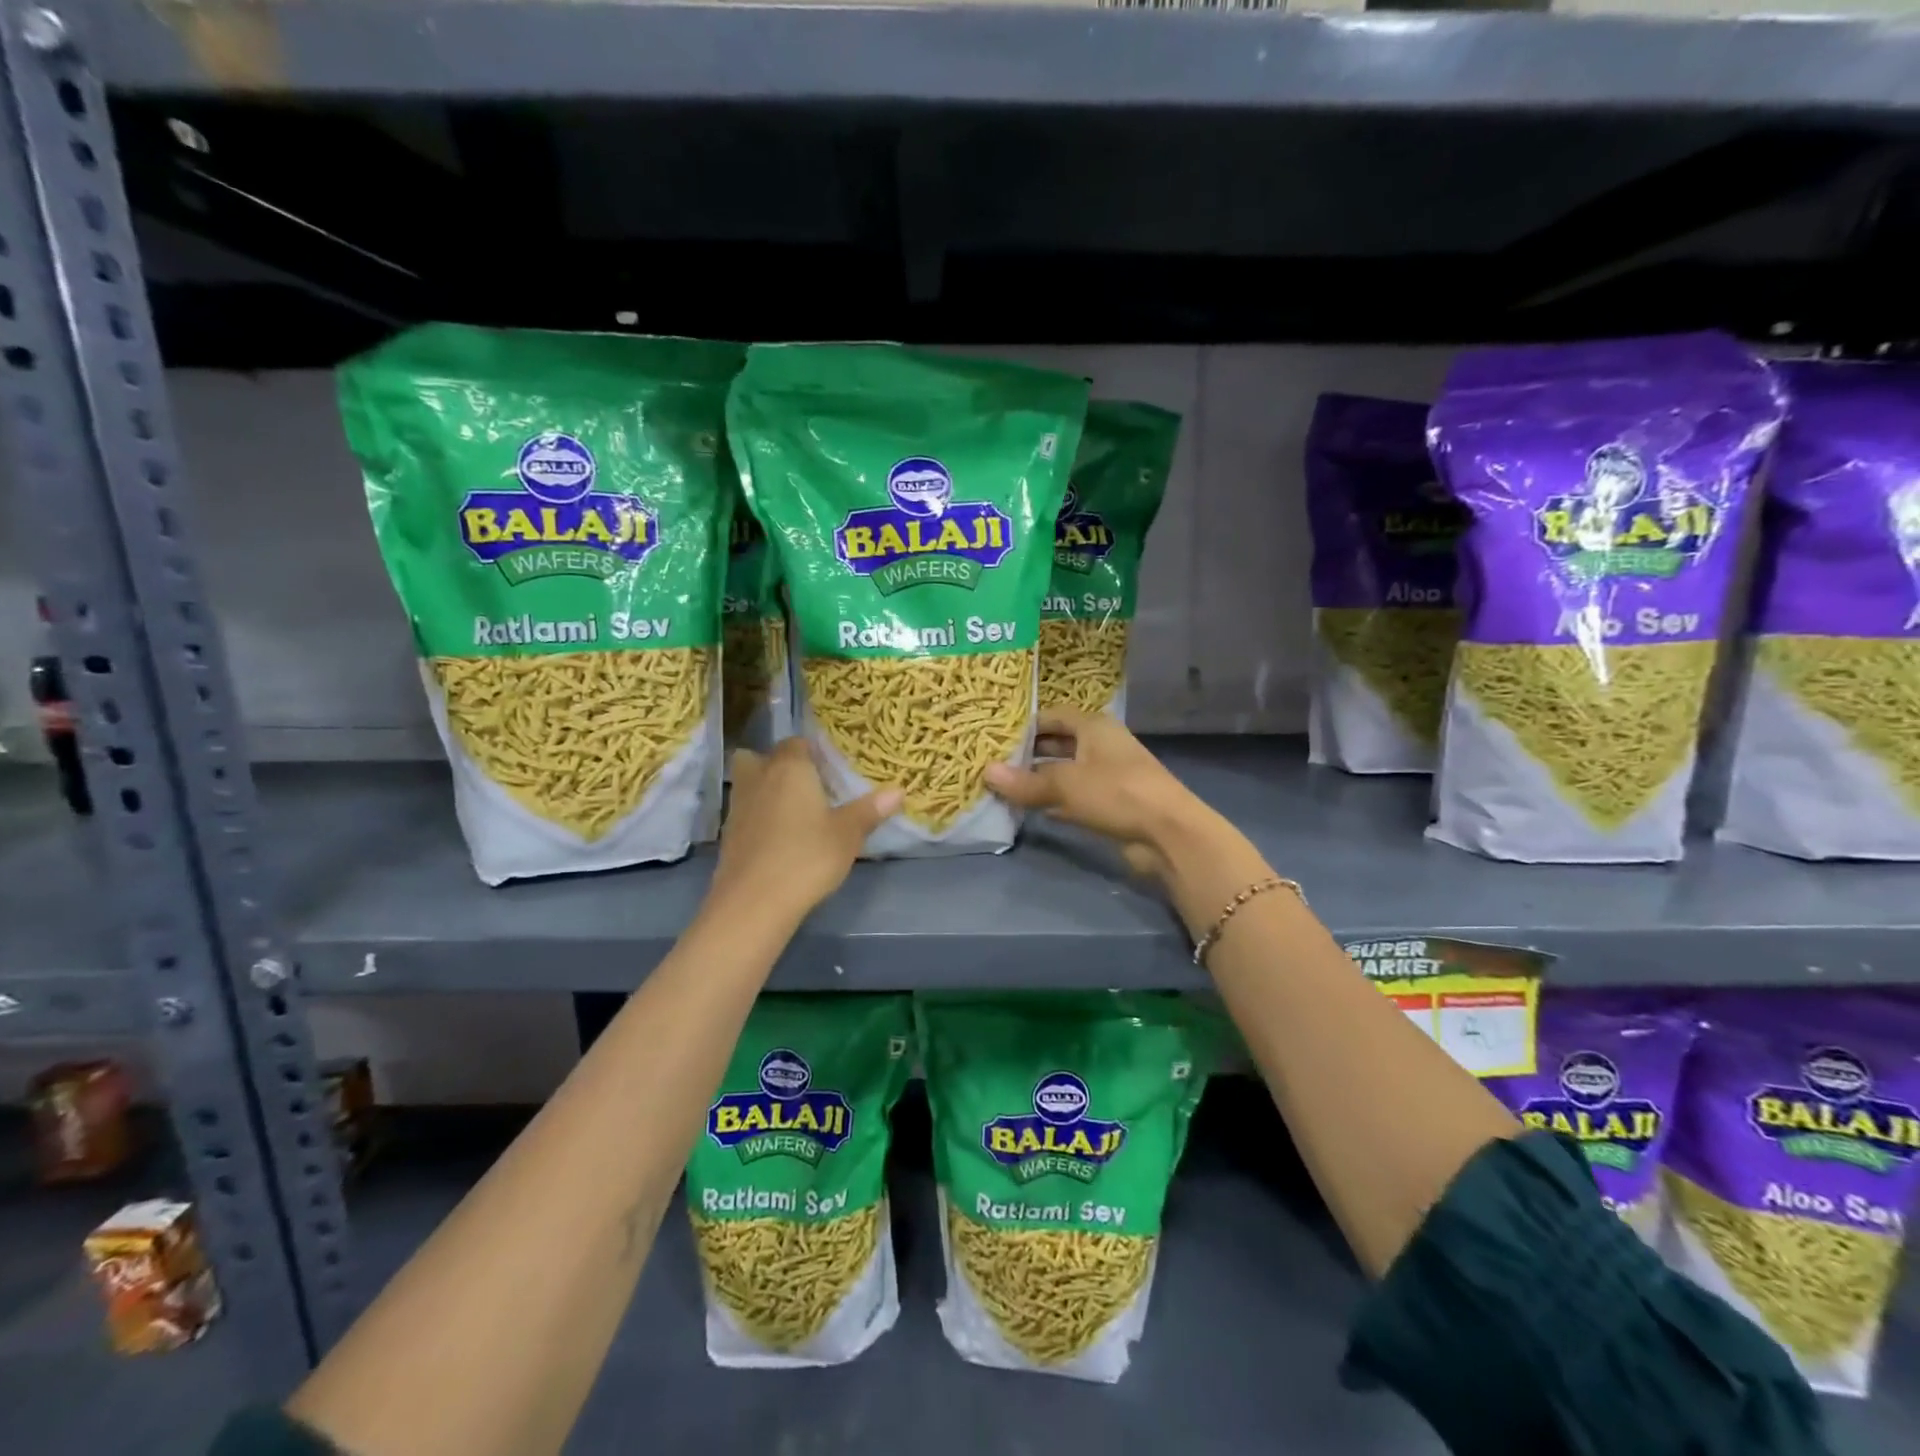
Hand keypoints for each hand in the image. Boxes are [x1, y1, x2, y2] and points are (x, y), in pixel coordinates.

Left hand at [709, 740, 901, 923]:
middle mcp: (759, 778)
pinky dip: (758, 817)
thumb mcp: (848, 834)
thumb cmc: (807, 857)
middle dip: (779, 765)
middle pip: (761, 757)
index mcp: (790, 768)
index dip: (812, 752)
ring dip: (765, 790)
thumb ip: (870, 810)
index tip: (830, 768)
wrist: (754, 902)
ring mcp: (738, 806)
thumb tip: (898, 790)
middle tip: (806, 784)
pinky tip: (779, 838)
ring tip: (794, 811)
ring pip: (749, 783)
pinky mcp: (728, 835)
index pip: (797, 743)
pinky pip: (746, 812)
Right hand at [984, 708, 1207, 879]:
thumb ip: (1025, 781)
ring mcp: (1108, 776)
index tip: (994, 736)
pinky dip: (1054, 802)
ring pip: (1065, 772)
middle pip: (1058, 744)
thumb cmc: (1116, 793)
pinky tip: (1030, 811)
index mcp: (1094, 726)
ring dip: (1039, 780)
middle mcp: (1101, 745)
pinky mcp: (1111, 804)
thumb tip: (985, 773)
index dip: (1024, 725)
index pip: (1052, 716)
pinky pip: (1075, 797)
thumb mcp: (1065, 784)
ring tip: (1003, 787)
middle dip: (1028, 754)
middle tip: (993, 763)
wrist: (1168, 834)